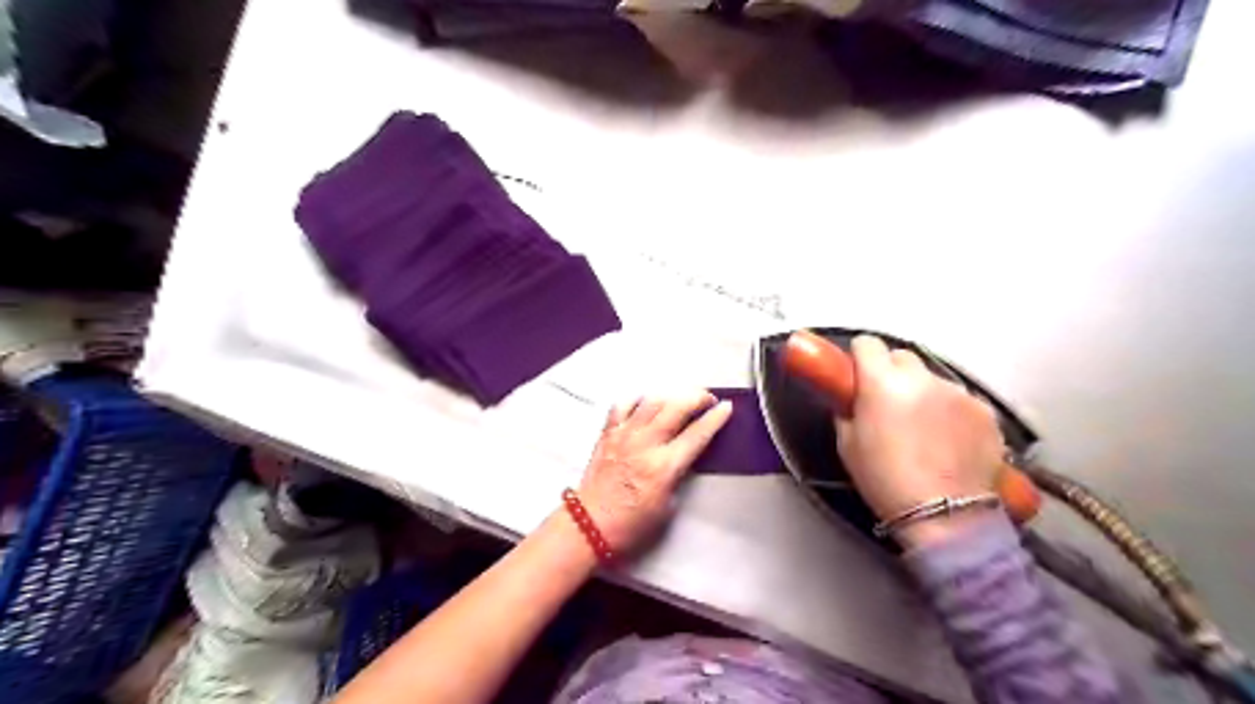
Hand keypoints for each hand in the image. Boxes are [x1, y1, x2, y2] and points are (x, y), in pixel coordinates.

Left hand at [577, 392, 737, 551]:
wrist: (590, 525)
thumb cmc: (632, 524)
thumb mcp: (669, 505)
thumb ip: (679, 474)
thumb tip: (685, 454)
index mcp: (664, 467)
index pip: (697, 434)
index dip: (715, 418)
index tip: (727, 407)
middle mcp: (645, 444)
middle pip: (676, 407)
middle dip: (697, 397)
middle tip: (708, 399)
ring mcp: (624, 435)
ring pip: (651, 401)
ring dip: (671, 396)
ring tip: (681, 400)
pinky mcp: (607, 433)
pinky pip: (623, 405)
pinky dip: (637, 400)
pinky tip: (645, 404)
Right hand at [837, 334, 1006, 543]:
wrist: (946, 517)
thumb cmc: (886, 482)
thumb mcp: (847, 445)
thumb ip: (848, 411)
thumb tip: (852, 399)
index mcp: (882, 383)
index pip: (868, 344)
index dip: (859, 357)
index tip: (857, 374)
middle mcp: (923, 378)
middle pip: (902, 356)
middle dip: (891, 372)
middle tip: (887, 402)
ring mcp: (958, 393)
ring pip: (932, 378)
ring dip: (922, 392)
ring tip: (922, 428)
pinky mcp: (985, 411)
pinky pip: (959, 399)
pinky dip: (950, 411)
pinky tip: (948, 440)